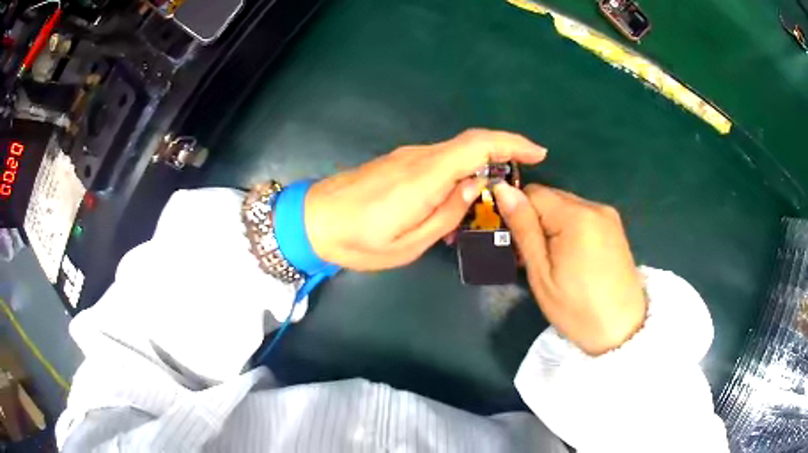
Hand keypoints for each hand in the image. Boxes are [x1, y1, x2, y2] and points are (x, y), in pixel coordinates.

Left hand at [304, 129, 546, 270]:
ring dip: (477, 173)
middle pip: (470, 145)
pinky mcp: (398, 163)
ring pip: (455, 156)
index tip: (537, 153)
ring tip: (480, 210)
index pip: (477, 145)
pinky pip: (438, 163)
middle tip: (516, 190)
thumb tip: (474, 187)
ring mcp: (406, 157)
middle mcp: (419, 157)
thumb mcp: (408, 244)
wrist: (312, 221)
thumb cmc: (358, 241)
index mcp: (424, 176)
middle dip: (502, 158)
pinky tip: (452, 207)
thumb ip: (446, 214)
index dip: (511, 144)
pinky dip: (456, 177)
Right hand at [493, 183, 646, 354]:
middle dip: (536, 219)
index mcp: (576, 216)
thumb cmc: (577, 309)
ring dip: (552, 225)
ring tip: (554, 261)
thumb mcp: (541, 274)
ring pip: (566, 206)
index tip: (516, 243)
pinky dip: (570, 229)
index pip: (533, 192)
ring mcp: (608, 216)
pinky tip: (572, 258)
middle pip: (551, 197)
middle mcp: (595, 206)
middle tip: (533, 257)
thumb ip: (524, 228)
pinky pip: (582, 216)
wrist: (622, 330)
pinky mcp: (615, 227)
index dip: (519, 213)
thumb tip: (502, 190)